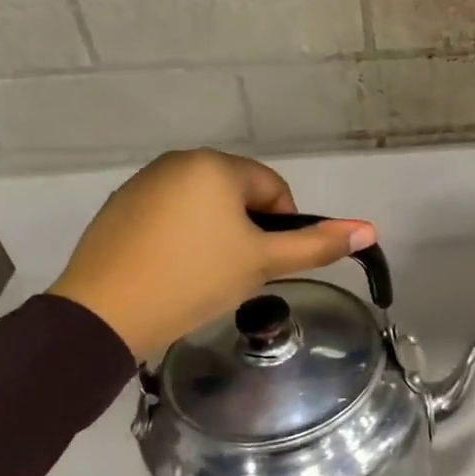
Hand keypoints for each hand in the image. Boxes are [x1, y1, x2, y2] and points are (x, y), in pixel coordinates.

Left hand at [47, 149, 375, 358]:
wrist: (105, 314)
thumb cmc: (195, 280)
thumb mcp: (263, 263)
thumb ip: (317, 245)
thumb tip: (369, 230)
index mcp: (215, 166)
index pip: (274, 188)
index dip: (283, 227)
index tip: (267, 263)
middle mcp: (178, 161)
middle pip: (238, 194)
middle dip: (248, 230)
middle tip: (239, 273)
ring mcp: (143, 183)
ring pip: (204, 205)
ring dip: (217, 233)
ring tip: (206, 276)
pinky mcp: (119, 208)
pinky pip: (170, 215)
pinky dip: (182, 238)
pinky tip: (173, 271)